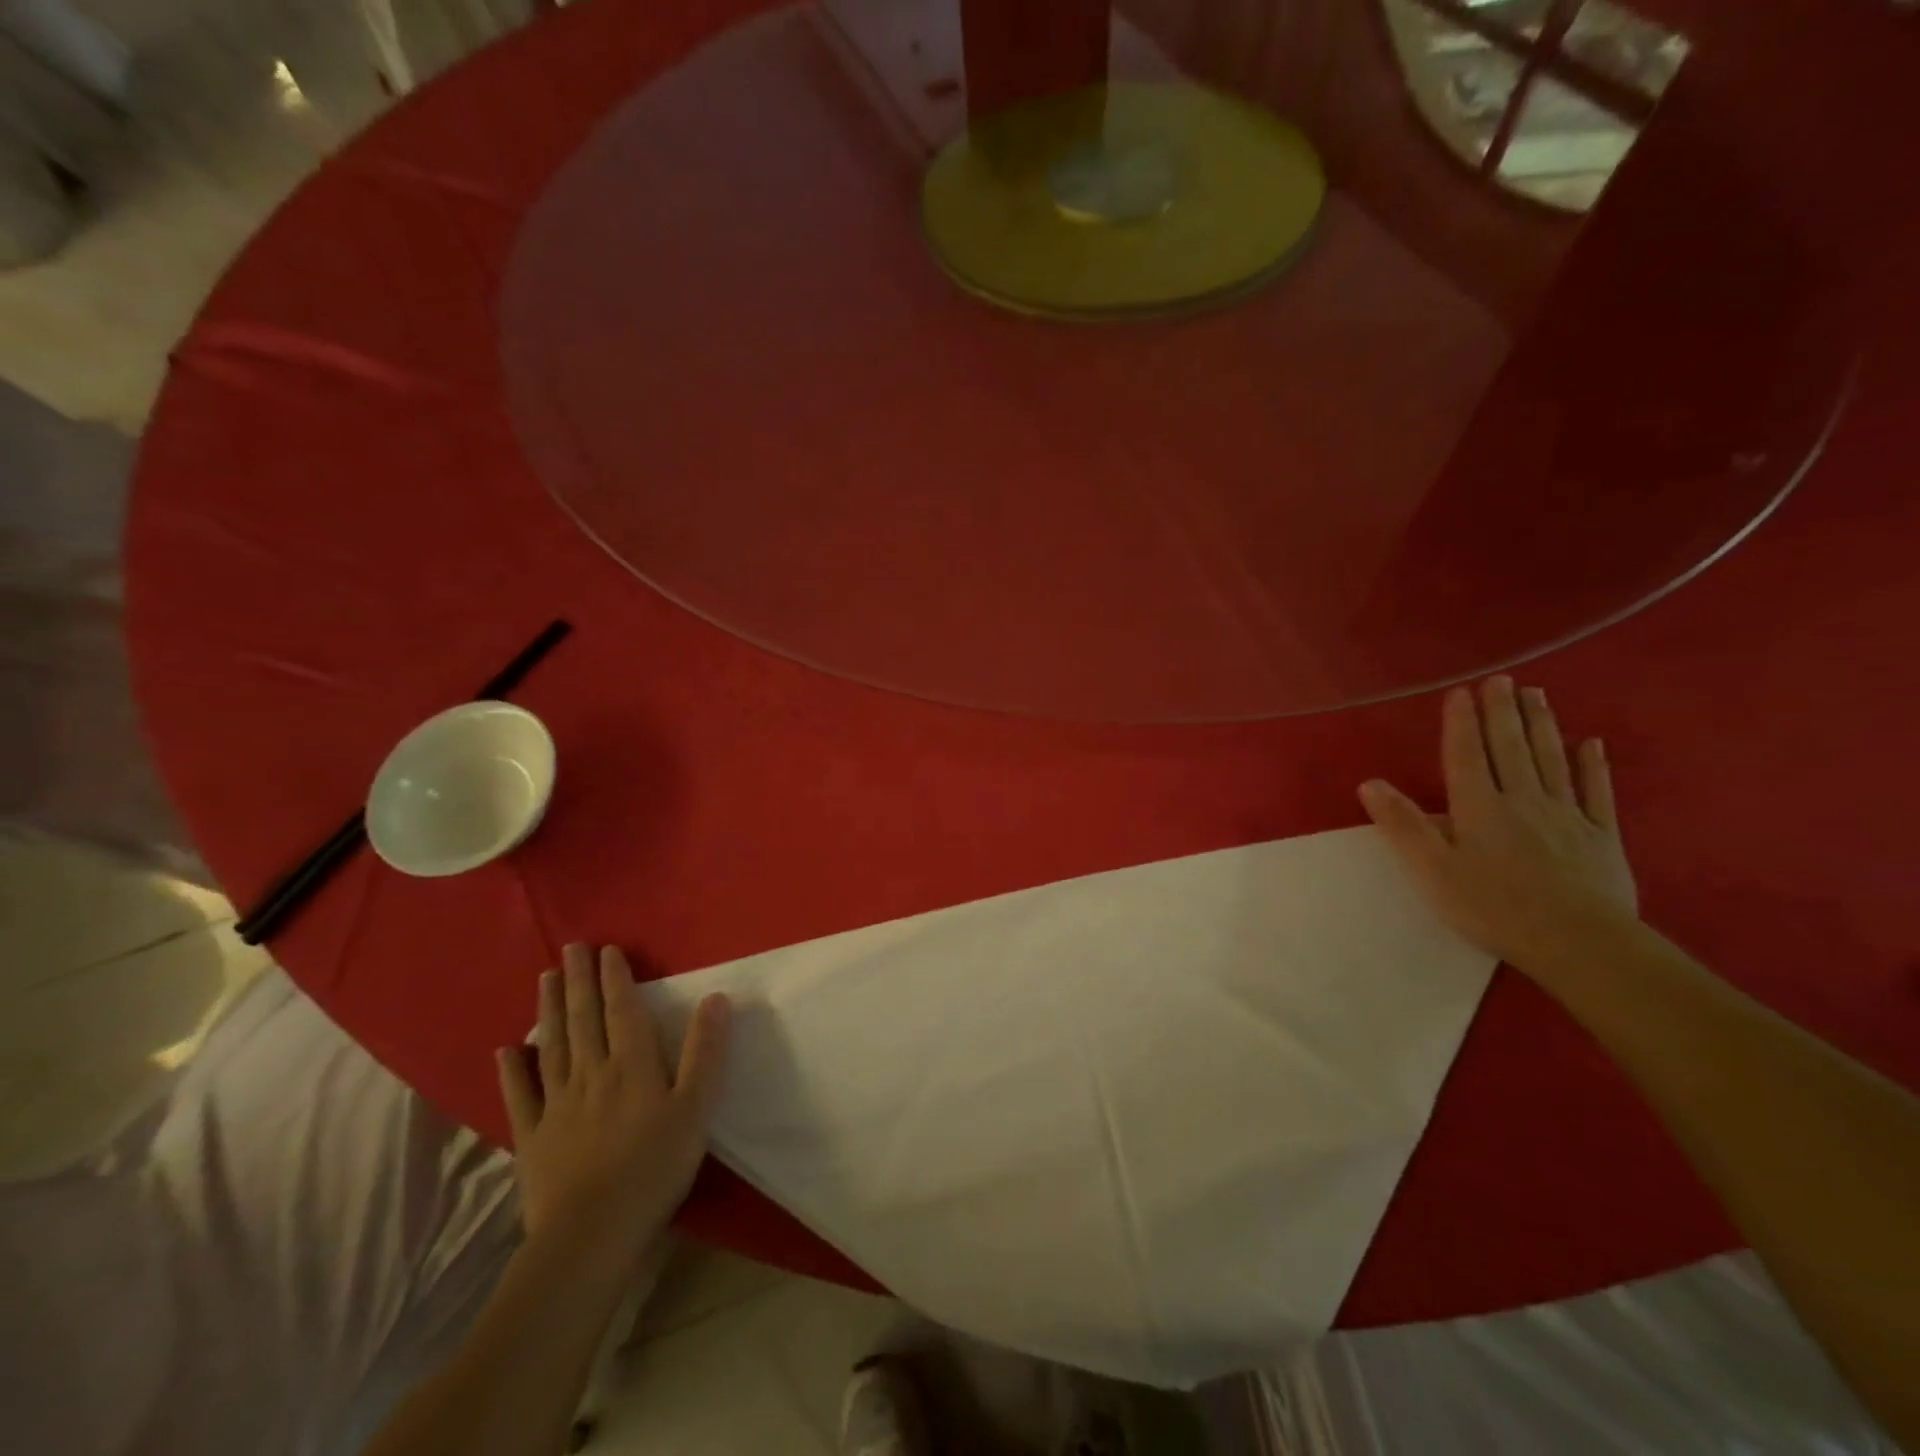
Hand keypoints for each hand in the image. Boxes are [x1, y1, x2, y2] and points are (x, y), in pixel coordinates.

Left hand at [496, 944, 730, 1280]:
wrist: (592, 1234)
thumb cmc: (654, 1167)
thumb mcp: (695, 1108)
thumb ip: (704, 1051)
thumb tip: (717, 998)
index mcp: (632, 1065)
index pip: (623, 1011)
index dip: (615, 978)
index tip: (607, 950)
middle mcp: (592, 1073)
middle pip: (584, 1019)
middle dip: (579, 981)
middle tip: (572, 948)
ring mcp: (557, 1104)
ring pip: (552, 1046)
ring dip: (549, 1010)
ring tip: (545, 978)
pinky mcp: (532, 1137)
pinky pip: (520, 1096)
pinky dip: (512, 1071)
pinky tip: (506, 1050)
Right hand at [1358, 676, 1636, 970]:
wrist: (1580, 943)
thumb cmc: (1493, 907)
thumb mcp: (1432, 870)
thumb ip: (1403, 824)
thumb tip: (1370, 783)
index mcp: (1479, 807)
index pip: (1466, 754)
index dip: (1461, 722)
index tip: (1460, 690)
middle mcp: (1522, 799)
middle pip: (1510, 747)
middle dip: (1502, 711)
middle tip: (1502, 678)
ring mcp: (1566, 815)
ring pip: (1551, 759)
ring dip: (1542, 725)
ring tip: (1536, 694)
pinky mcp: (1600, 836)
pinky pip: (1596, 792)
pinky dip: (1593, 765)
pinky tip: (1591, 744)